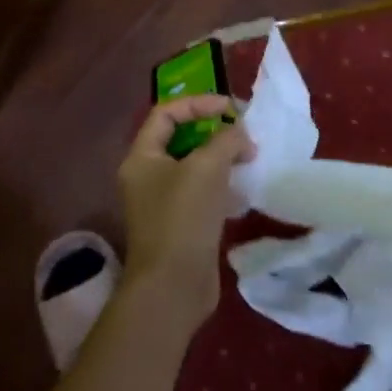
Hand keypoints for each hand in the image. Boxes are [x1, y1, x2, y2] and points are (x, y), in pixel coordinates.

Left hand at [116, 96, 255, 331]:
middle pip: (181, 139)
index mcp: (142, 157)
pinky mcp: (181, 225)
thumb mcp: (207, 167)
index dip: (199, 103)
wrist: (173, 286)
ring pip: (195, 167)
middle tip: (245, 134)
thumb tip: (240, 133)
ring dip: (222, 159)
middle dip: (215, 132)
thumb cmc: (183, 218)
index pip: (167, 113)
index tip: (232, 110)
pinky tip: (244, 190)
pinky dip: (223, 185)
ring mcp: (163, 203)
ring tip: (249, 159)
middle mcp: (147, 176)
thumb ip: (226, 140)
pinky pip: (203, 193)